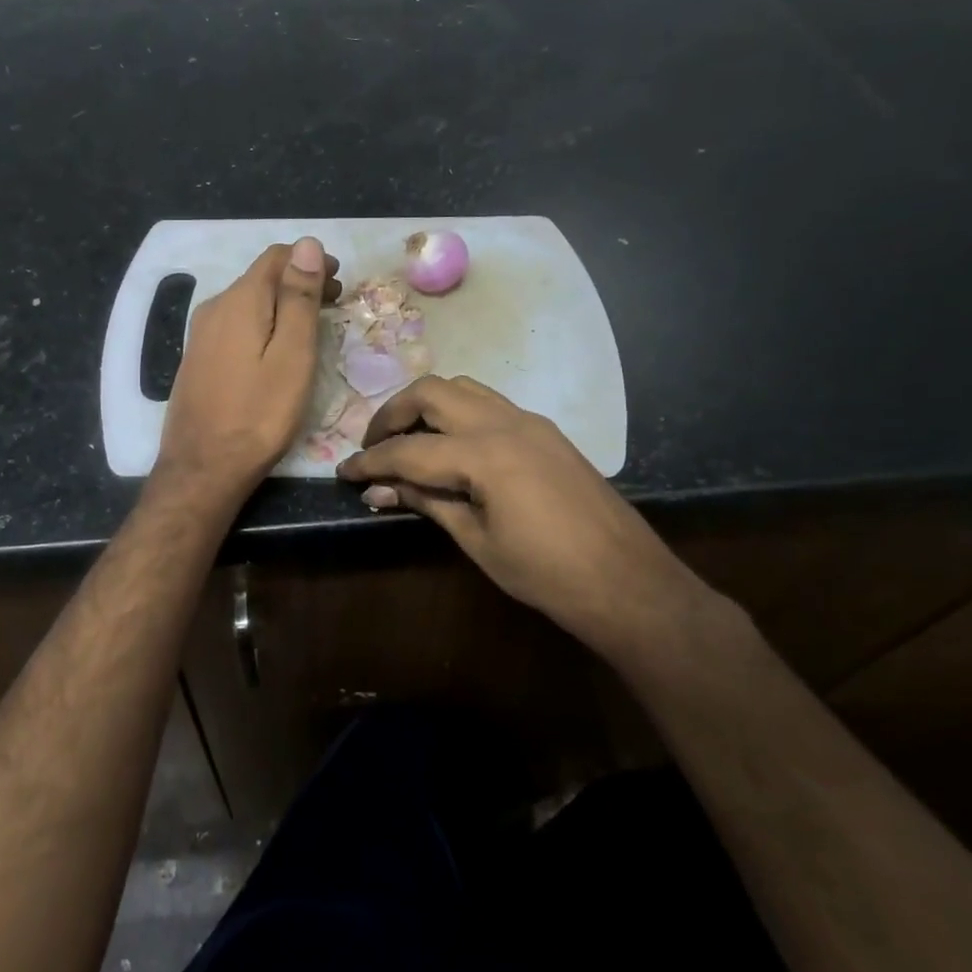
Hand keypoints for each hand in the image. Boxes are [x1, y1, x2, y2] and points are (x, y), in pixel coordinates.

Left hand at [155, 238, 340, 504]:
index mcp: (240, 301)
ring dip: (281, 303)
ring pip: (248, 302)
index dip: (310, 260)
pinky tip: (276, 346)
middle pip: (261, 278)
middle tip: (334, 302)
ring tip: (312, 324)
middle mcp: (214, 308)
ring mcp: (201, 334)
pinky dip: (262, 323)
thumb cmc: (259, 414)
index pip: (276, 257)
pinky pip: (235, 324)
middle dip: (298, 281)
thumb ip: (299, 298)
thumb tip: (308, 244)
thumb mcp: (292, 355)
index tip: (339, 280)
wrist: (203, 467)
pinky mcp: (198, 358)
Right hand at [337, 375, 705, 654]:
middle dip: (392, 414)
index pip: (409, 450)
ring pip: (462, 388)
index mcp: (485, 454)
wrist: (628, 582)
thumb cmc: (547, 574)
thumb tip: (379, 489)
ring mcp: (529, 421)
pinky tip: (451, 446)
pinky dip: (458, 413)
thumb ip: (427, 503)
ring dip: (426, 405)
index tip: (342, 472)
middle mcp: (504, 423)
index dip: (370, 461)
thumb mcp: (477, 541)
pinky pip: (489, 404)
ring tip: (408, 439)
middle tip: (373, 446)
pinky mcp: (545, 431)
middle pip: (431, 393)